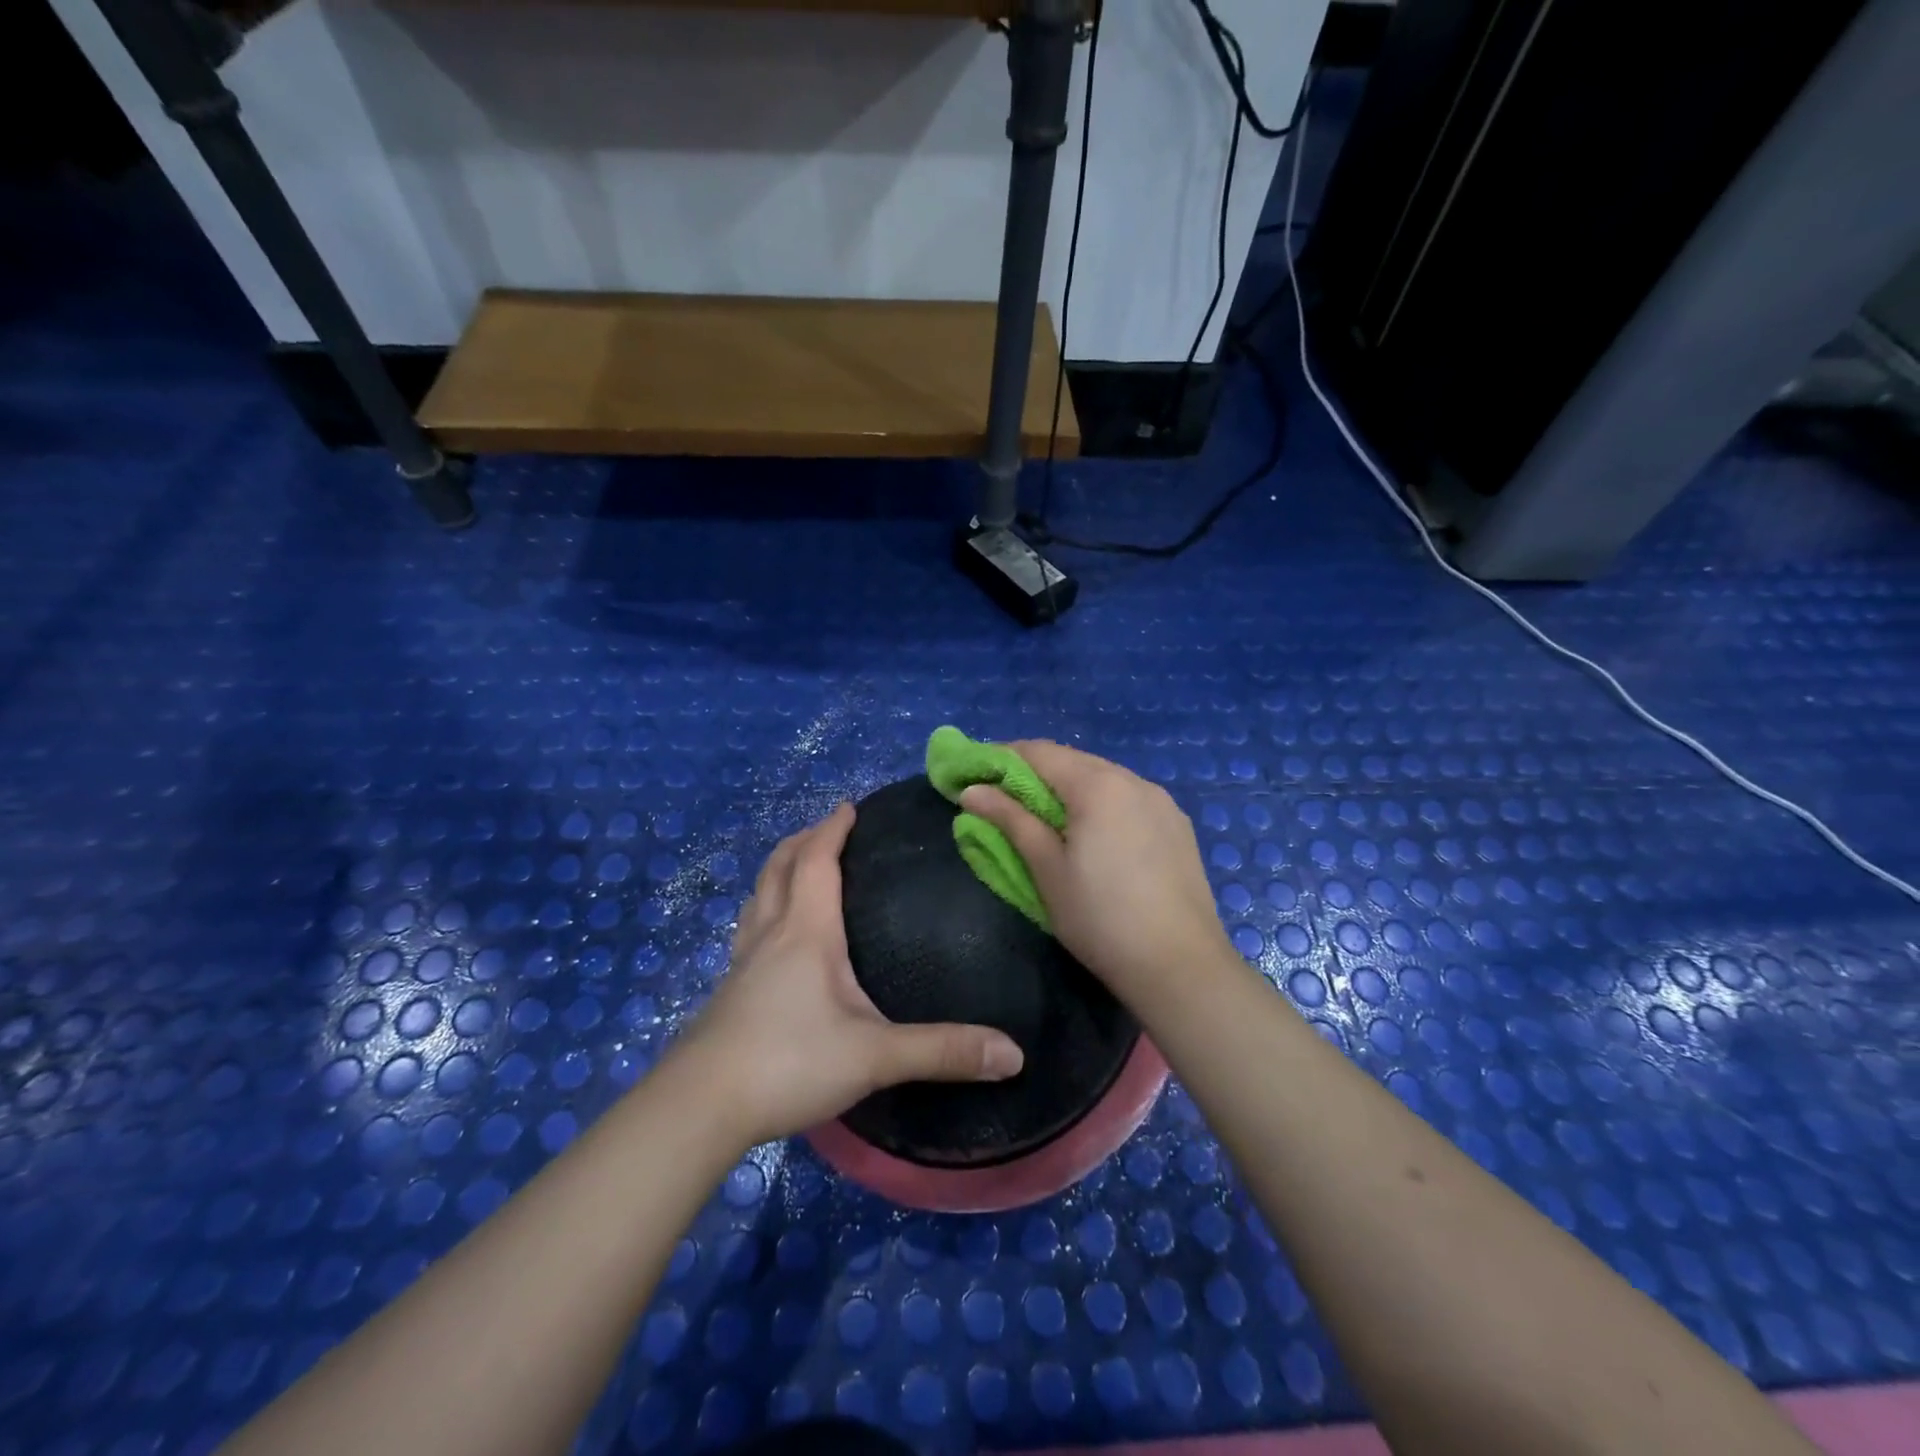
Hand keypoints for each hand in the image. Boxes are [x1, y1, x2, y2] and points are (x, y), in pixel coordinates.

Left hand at [675, 802, 1024, 1146]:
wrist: (700, 1107)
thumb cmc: (789, 1062)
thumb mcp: (875, 1056)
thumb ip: (942, 1051)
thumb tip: (1013, 1054)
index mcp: (807, 932)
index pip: (816, 861)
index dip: (832, 829)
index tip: (848, 806)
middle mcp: (771, 935)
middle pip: (779, 869)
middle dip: (802, 841)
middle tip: (825, 829)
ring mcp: (742, 963)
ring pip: (757, 898)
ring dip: (777, 872)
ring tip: (795, 869)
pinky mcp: (727, 993)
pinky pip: (748, 932)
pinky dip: (763, 912)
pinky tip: (771, 940)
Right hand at [959, 741, 1236, 1014]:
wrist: (1182, 967)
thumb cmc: (1101, 918)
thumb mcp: (1047, 869)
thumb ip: (1010, 820)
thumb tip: (972, 790)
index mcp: (1098, 785)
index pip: (1039, 752)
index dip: (1001, 758)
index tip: (974, 774)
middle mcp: (1133, 780)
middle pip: (1073, 761)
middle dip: (1034, 772)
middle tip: (1002, 798)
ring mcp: (1162, 801)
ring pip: (1103, 778)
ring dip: (1069, 787)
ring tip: (1044, 816)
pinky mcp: (1178, 825)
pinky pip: (1128, 798)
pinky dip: (1100, 803)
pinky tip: (1093, 833)